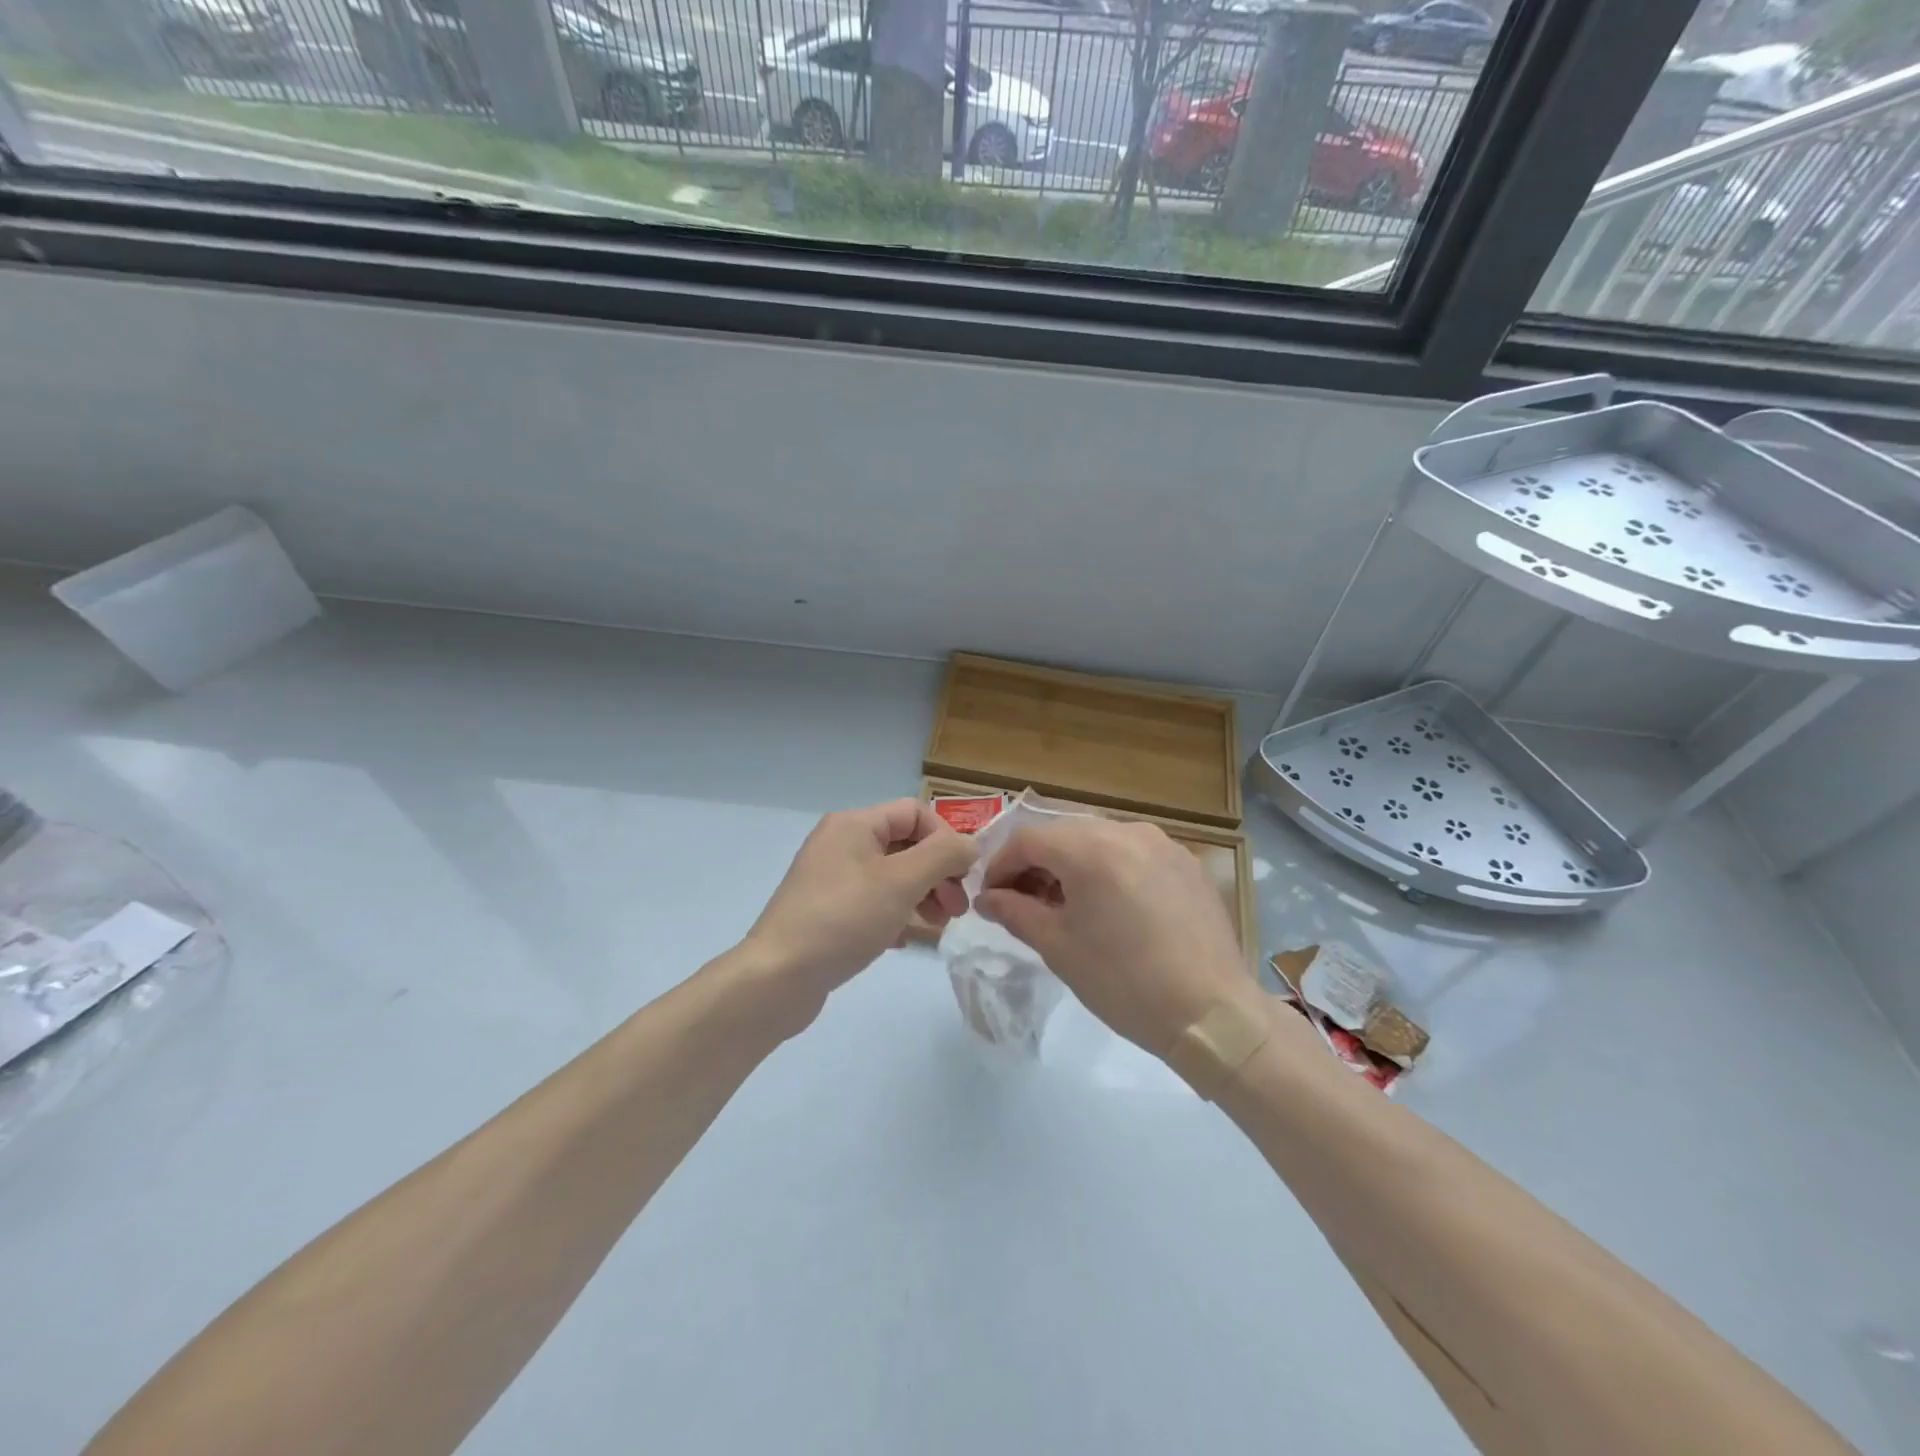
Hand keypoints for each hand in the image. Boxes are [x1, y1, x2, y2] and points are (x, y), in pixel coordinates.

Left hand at [740, 799, 976, 1022]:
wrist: (778, 977)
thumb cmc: (844, 919)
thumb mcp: (902, 882)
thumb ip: (943, 855)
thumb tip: (970, 845)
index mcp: (854, 824)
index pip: (915, 812)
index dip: (946, 838)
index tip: (964, 876)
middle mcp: (840, 843)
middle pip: (905, 844)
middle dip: (938, 872)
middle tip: (958, 908)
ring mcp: (830, 878)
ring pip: (891, 875)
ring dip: (923, 894)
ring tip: (939, 925)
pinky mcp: (826, 911)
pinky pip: (873, 901)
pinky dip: (896, 914)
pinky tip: (905, 940)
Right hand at [975, 818, 1256, 1056]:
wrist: (1212, 1014)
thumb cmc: (1124, 982)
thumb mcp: (1059, 948)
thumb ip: (1015, 912)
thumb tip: (988, 898)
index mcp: (1090, 849)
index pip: (1028, 839)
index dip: (1000, 865)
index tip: (990, 896)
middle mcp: (1126, 831)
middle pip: (1064, 834)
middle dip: (1036, 863)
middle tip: (1023, 902)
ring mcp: (1162, 844)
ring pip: (1100, 840)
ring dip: (1073, 864)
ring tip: (1066, 905)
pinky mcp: (1186, 863)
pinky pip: (1133, 853)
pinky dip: (1109, 869)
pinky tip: (1111, 907)